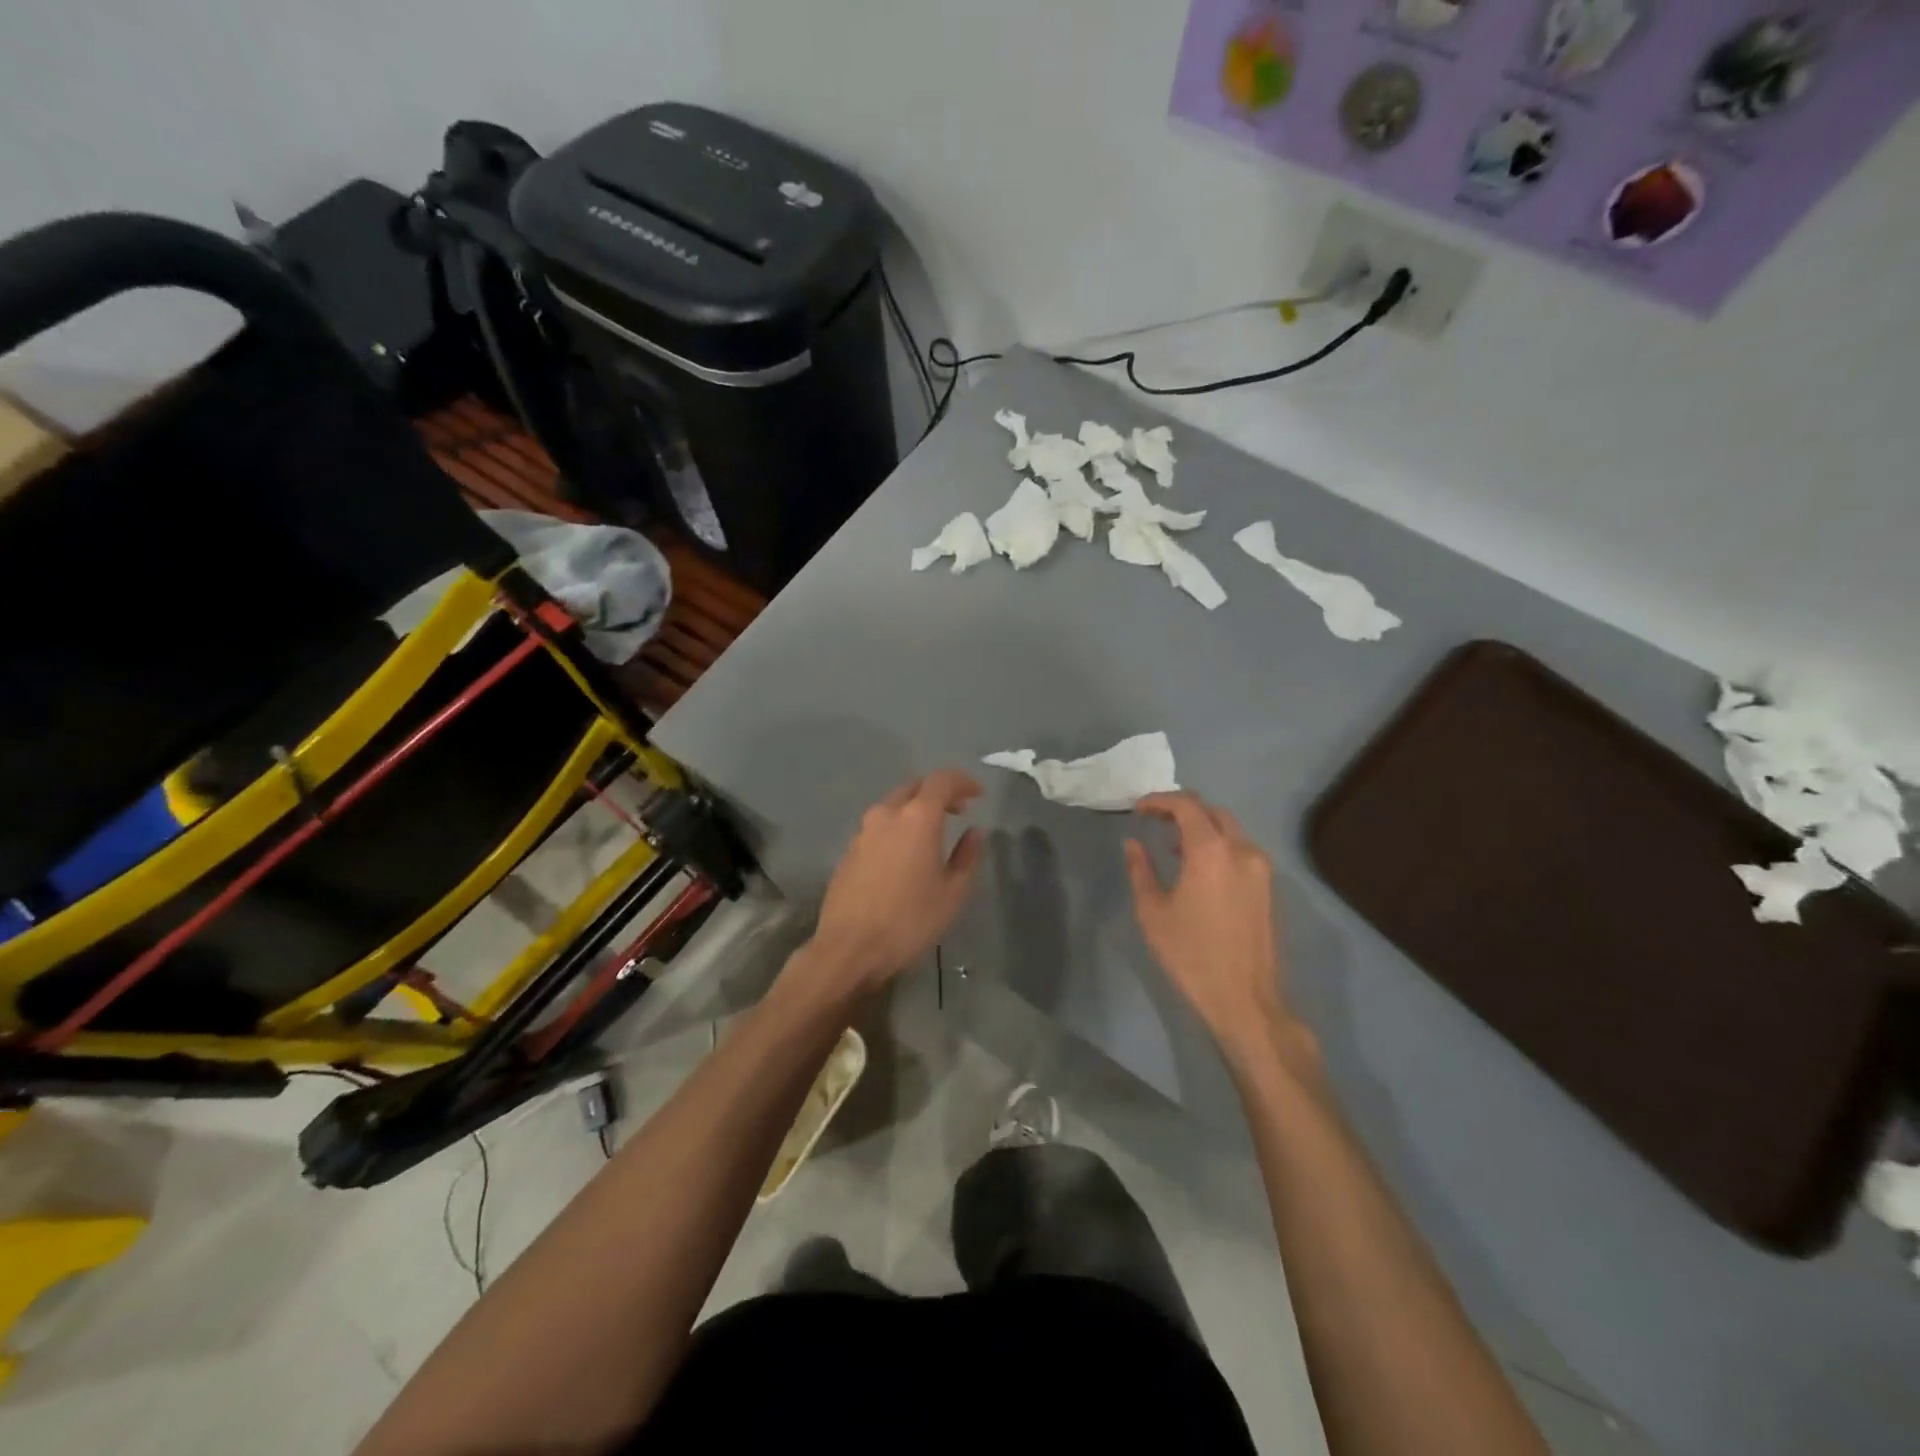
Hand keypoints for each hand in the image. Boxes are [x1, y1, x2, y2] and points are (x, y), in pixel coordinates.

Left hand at [806, 771, 984, 992]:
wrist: (849, 947)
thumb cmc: (909, 920)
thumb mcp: (952, 893)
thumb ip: (967, 856)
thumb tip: (973, 832)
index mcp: (917, 817)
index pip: (942, 780)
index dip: (963, 782)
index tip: (978, 794)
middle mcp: (887, 814)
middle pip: (915, 787)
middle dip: (939, 793)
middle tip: (959, 810)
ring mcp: (863, 830)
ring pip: (894, 805)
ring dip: (916, 809)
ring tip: (934, 832)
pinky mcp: (849, 849)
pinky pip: (879, 825)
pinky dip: (898, 826)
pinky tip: (906, 852)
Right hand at [1125, 792, 1289, 1055]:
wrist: (1244, 998)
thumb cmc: (1191, 954)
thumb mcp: (1153, 912)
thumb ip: (1141, 870)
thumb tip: (1133, 844)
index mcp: (1211, 851)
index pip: (1186, 806)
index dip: (1160, 800)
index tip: (1139, 808)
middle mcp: (1242, 850)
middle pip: (1212, 812)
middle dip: (1182, 809)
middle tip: (1155, 820)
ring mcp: (1260, 868)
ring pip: (1230, 830)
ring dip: (1201, 828)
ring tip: (1173, 845)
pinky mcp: (1267, 887)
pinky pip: (1240, 849)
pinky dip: (1217, 845)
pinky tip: (1197, 867)